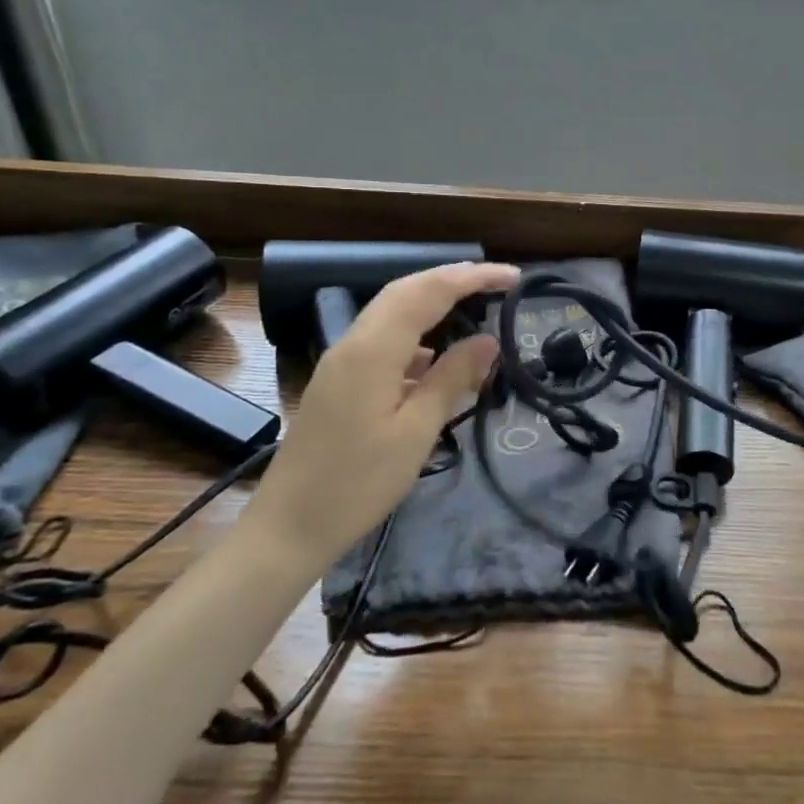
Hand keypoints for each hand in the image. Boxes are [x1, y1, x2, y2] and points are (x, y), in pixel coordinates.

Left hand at [249, 261, 518, 558]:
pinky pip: (382, 339)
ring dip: (433, 301)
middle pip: (405, 291)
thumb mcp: (416, 433)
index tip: (514, 277)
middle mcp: (353, 343)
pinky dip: (415, 333)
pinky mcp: (339, 381)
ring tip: (474, 307)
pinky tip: (435, 356)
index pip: (427, 292)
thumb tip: (488, 340)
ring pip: (391, 312)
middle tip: (498, 283)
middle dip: (452, 279)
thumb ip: (451, 380)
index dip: (472, 278)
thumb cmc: (358, 484)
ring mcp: (341, 361)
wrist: (289, 526)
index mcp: (373, 351)